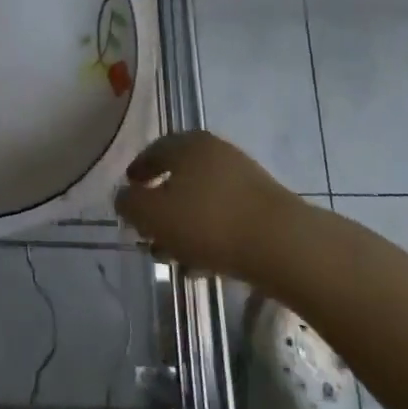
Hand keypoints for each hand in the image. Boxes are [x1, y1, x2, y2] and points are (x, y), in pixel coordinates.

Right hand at [114, 131, 305, 281]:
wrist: (283, 245)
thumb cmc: (209, 222)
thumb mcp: (154, 215)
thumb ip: (130, 204)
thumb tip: (124, 196)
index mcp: (187, 144)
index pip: (153, 151)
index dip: (137, 172)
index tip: (129, 192)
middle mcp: (214, 151)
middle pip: (179, 175)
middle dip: (161, 204)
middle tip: (148, 230)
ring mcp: (243, 177)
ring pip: (202, 198)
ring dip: (184, 224)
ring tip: (173, 257)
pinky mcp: (264, 205)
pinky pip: (225, 215)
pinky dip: (209, 233)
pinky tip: (203, 264)